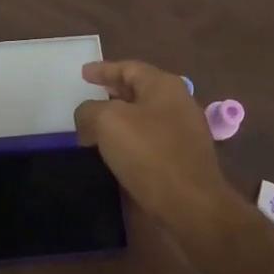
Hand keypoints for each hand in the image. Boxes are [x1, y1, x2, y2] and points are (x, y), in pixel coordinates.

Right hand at [74, 61, 239, 240]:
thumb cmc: (150, 154)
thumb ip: (90, 111)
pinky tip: (114, 153)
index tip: (83, 73)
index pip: (129, 68)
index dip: (103, 69)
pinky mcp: (182, 159)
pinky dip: (130, 141)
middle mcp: (178, 104)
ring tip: (95, 126)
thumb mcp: (108, 122)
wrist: (191, 206)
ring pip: (144, 117)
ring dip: (120, 119)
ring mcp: (184, 133)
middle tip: (89, 96)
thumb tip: (87, 117)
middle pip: (139, 90)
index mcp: (164, 86)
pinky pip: (150, 141)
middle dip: (112, 92)